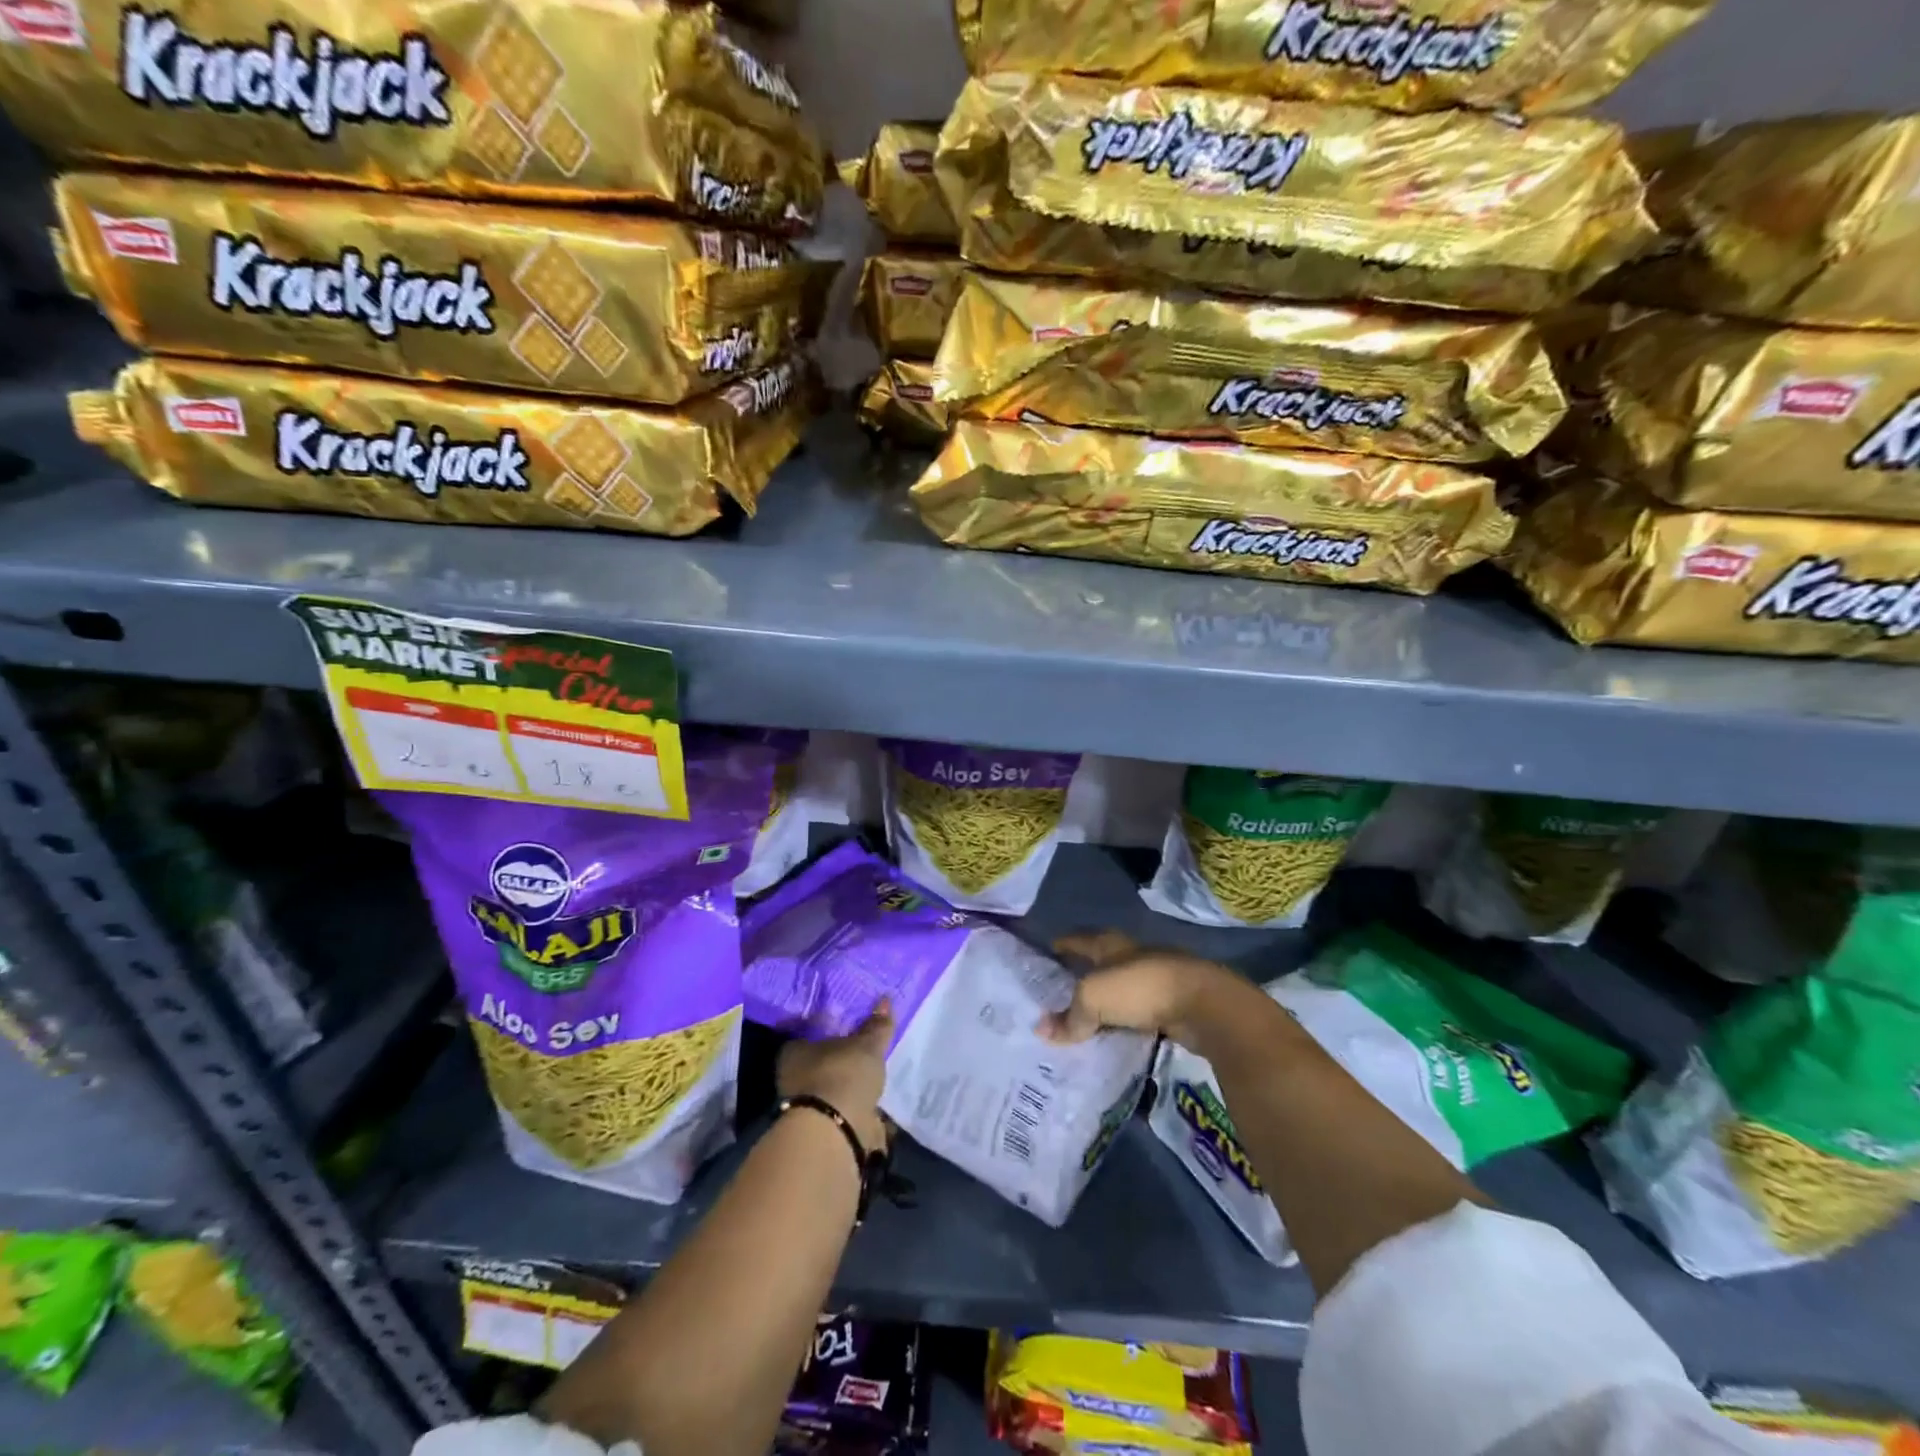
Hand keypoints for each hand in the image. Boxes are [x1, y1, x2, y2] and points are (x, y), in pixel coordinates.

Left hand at [777, 1000, 892, 1154]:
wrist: (836, 1133)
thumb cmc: (842, 1074)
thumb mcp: (866, 1044)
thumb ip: (876, 1025)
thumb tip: (884, 999)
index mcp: (794, 1051)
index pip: (809, 1031)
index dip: (829, 1026)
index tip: (848, 1022)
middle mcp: (793, 1077)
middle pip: (820, 1061)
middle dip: (840, 1057)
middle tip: (864, 1046)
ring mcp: (807, 1106)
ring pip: (831, 1086)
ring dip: (849, 1083)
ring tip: (873, 1073)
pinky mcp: (823, 1128)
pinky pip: (844, 1108)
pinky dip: (858, 1105)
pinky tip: (874, 1100)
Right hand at [1041, 932, 1247, 1050]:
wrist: (1204, 1006)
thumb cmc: (1141, 988)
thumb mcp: (1094, 999)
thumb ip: (1070, 1017)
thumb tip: (1042, 1030)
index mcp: (1112, 944)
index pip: (1081, 939)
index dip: (1064, 944)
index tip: (1049, 950)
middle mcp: (1134, 956)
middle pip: (1103, 962)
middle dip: (1085, 973)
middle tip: (1061, 990)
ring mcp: (1158, 980)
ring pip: (1123, 989)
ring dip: (1108, 1001)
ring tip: (1086, 1017)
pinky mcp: (1175, 1006)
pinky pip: (1141, 1013)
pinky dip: (1127, 1021)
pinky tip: (1117, 1033)